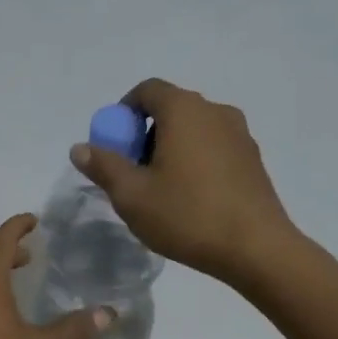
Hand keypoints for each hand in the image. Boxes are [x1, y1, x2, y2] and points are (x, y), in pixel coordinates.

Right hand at [72, 78, 296, 284]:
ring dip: (170, 149)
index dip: (123, 112)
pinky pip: (213, 148)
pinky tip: (190, 198)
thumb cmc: (187, 215)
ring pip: (193, 130)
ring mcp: (240, 135)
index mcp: (184, 110)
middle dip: (144, 134)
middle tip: (132, 172)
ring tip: (160, 189)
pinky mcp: (253, 159)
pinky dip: (194, 160)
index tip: (113, 145)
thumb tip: (81, 148)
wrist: (256, 248)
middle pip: (171, 109)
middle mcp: (215, 111)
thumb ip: (103, 166)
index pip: (147, 90)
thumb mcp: (132, 195)